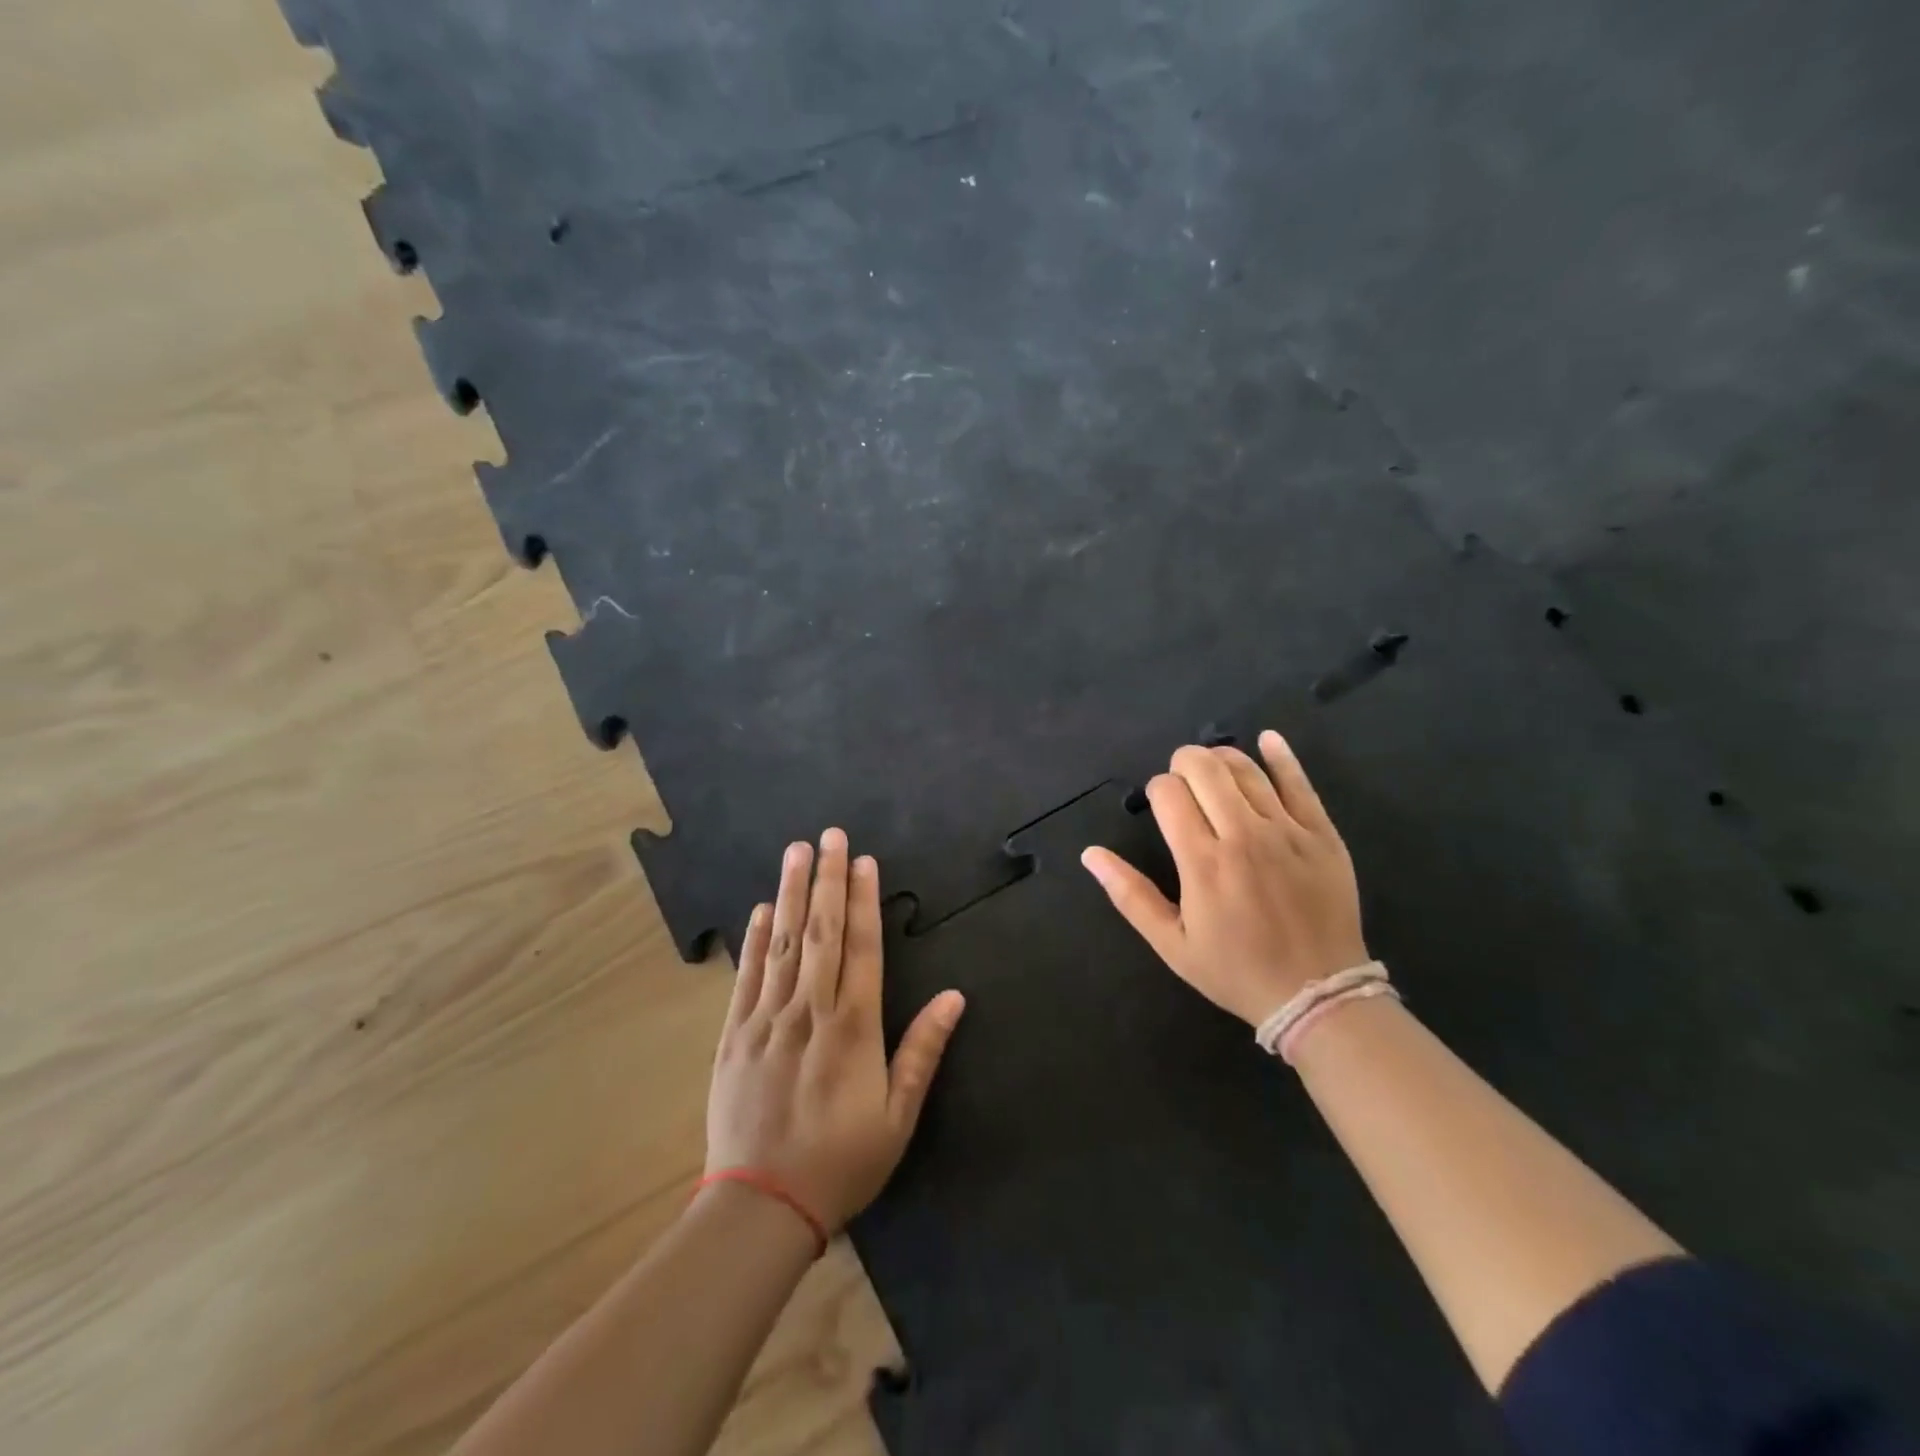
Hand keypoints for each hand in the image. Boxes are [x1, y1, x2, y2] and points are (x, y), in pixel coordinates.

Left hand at [705, 830, 966, 1232]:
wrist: (761, 1207)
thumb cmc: (841, 1163)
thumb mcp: (898, 1117)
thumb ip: (923, 1051)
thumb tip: (955, 996)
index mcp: (853, 1027)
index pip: (861, 947)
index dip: (864, 900)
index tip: (865, 861)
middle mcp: (809, 1010)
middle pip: (822, 931)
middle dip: (829, 879)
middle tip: (831, 835)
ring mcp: (767, 1019)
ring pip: (783, 942)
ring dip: (792, 892)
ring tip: (797, 851)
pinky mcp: (734, 1034)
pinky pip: (747, 976)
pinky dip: (755, 938)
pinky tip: (762, 908)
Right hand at [1081, 732, 1367, 1025]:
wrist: (1317, 995)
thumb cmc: (1235, 970)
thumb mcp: (1171, 944)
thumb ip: (1129, 895)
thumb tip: (1090, 853)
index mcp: (1202, 862)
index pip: (1169, 793)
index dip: (1158, 790)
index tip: (1163, 807)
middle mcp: (1243, 836)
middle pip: (1206, 769)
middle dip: (1184, 763)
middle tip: (1182, 780)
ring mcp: (1287, 832)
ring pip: (1247, 770)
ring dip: (1222, 759)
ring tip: (1213, 769)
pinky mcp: (1322, 834)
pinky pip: (1300, 783)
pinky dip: (1280, 756)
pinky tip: (1266, 740)